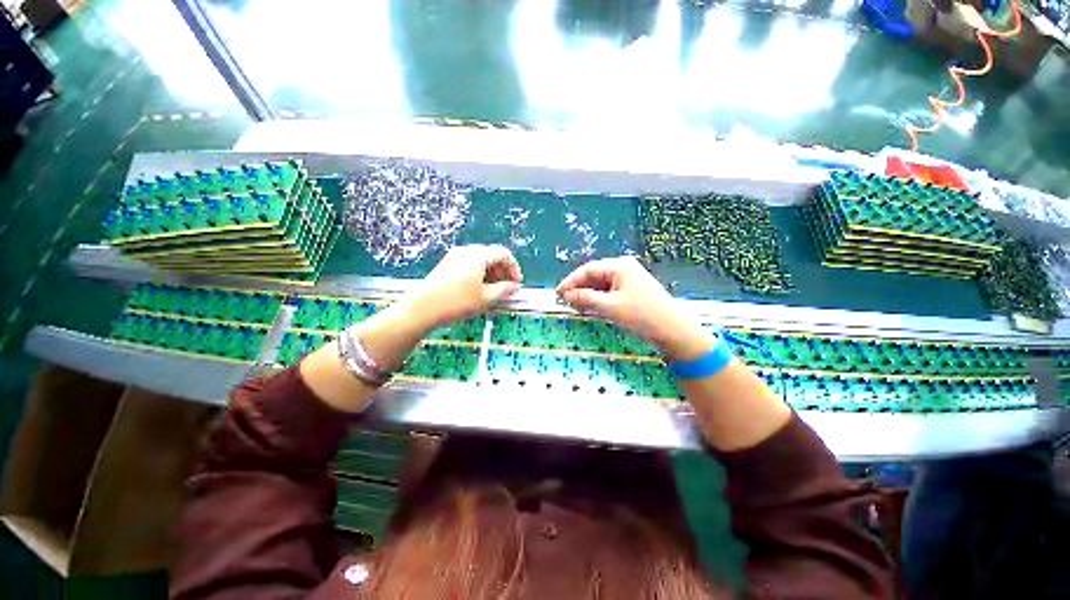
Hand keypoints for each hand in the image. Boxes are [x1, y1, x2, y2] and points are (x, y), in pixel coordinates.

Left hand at [405, 244, 522, 329]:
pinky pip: (470, 265)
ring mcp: (455, 257)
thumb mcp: (485, 298)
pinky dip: (480, 274)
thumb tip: (515, 286)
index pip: (504, 254)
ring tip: (494, 292)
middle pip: (492, 255)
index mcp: (478, 256)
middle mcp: (466, 251)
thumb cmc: (456, 303)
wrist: (421, 309)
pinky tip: (479, 290)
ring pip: (481, 261)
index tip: (516, 283)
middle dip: (503, 271)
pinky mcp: (447, 265)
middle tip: (507, 289)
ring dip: (492, 274)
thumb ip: (504, 290)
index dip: (514, 268)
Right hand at [556, 256, 714, 360]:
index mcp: (619, 266)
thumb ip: (586, 298)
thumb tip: (566, 294)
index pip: (588, 269)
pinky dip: (598, 299)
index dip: (571, 281)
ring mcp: (630, 279)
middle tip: (565, 302)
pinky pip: (610, 292)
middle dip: (579, 288)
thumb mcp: (610, 307)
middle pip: (594, 275)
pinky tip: (591, 308)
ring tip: (575, 307)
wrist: (674, 331)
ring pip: (601, 284)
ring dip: (588, 294)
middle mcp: (624, 268)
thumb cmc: (641, 315)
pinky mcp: (633, 291)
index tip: (558, 294)